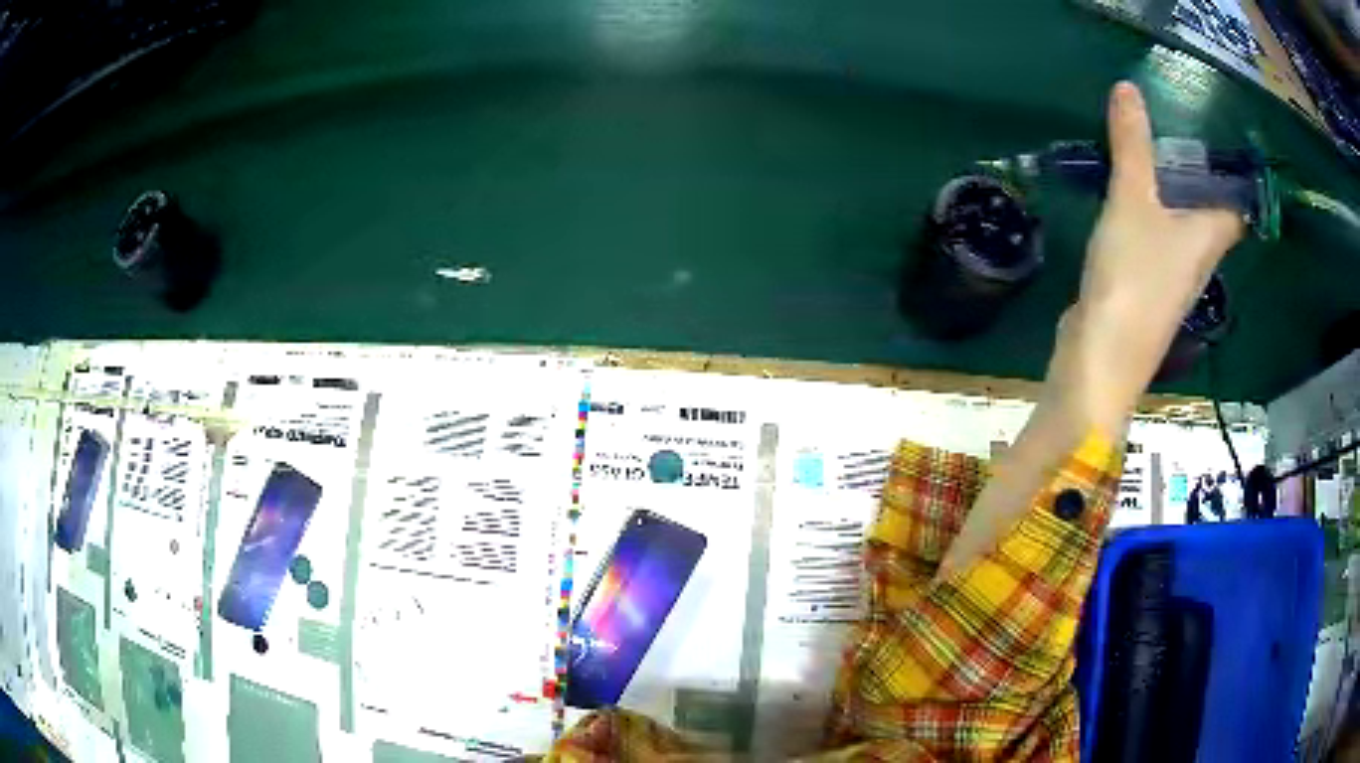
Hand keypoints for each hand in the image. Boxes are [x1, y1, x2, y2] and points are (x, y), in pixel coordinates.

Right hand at [939, 82, 1243, 576]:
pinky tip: (1124, 199)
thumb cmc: (1132, 279)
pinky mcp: (1144, 289)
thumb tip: (1129, 87)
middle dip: (1194, 176)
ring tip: (1144, 155)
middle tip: (1171, 133)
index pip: (1236, 206)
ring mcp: (1171, 278)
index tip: (1215, 141)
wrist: (1100, 361)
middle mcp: (1198, 259)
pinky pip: (1155, 242)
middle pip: (1209, 213)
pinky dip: (1146, 218)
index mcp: (1208, 237)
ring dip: (1168, 195)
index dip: (1232, 177)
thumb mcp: (1132, 200)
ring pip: (1179, 226)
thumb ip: (1132, 145)